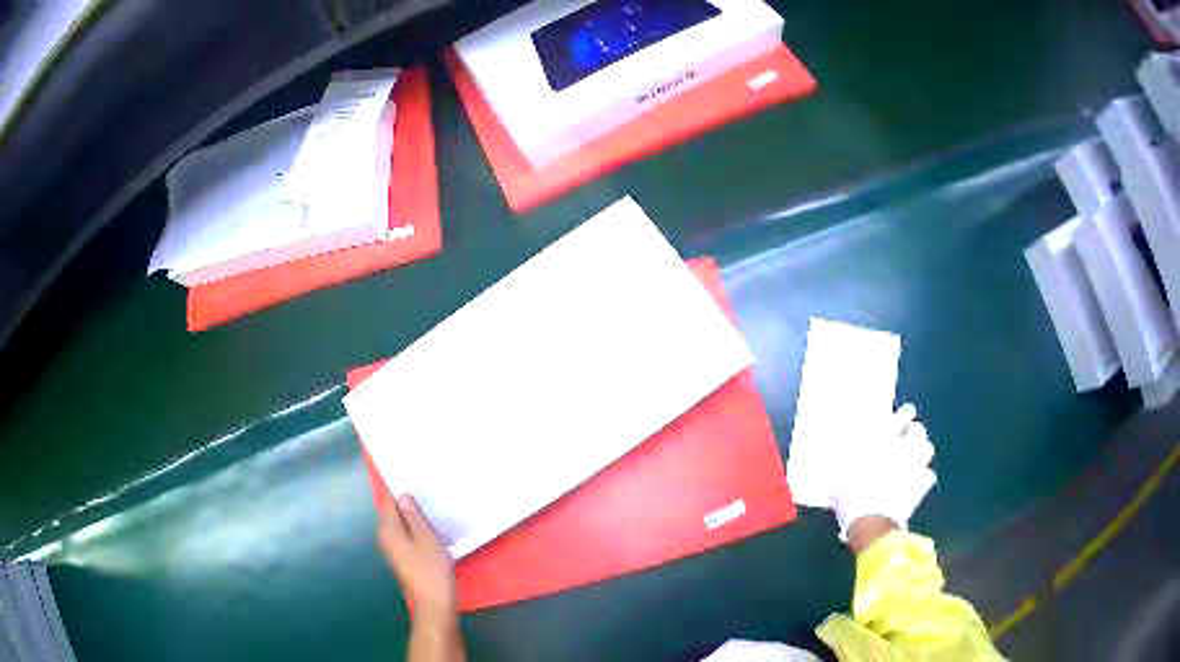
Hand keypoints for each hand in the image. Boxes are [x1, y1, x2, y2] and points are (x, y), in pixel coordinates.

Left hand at [378, 492, 456, 619]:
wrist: (434, 603)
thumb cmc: (431, 569)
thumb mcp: (427, 538)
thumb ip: (414, 516)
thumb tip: (402, 496)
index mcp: (388, 530)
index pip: (386, 500)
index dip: (392, 485)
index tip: (398, 469)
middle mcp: (386, 537)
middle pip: (390, 511)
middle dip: (401, 498)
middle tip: (417, 481)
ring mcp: (394, 549)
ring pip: (399, 523)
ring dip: (409, 512)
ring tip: (425, 499)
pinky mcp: (404, 558)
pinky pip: (405, 533)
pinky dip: (413, 525)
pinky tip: (427, 524)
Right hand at [832, 403, 936, 542]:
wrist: (871, 522)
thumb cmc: (852, 495)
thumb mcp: (841, 474)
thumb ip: (846, 459)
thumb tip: (839, 450)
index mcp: (886, 439)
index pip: (904, 414)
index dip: (905, 413)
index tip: (903, 415)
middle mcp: (905, 448)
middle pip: (919, 430)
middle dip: (914, 432)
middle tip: (907, 437)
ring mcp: (916, 467)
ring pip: (928, 449)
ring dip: (922, 450)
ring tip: (914, 456)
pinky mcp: (922, 487)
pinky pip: (928, 475)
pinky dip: (924, 476)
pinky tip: (918, 480)